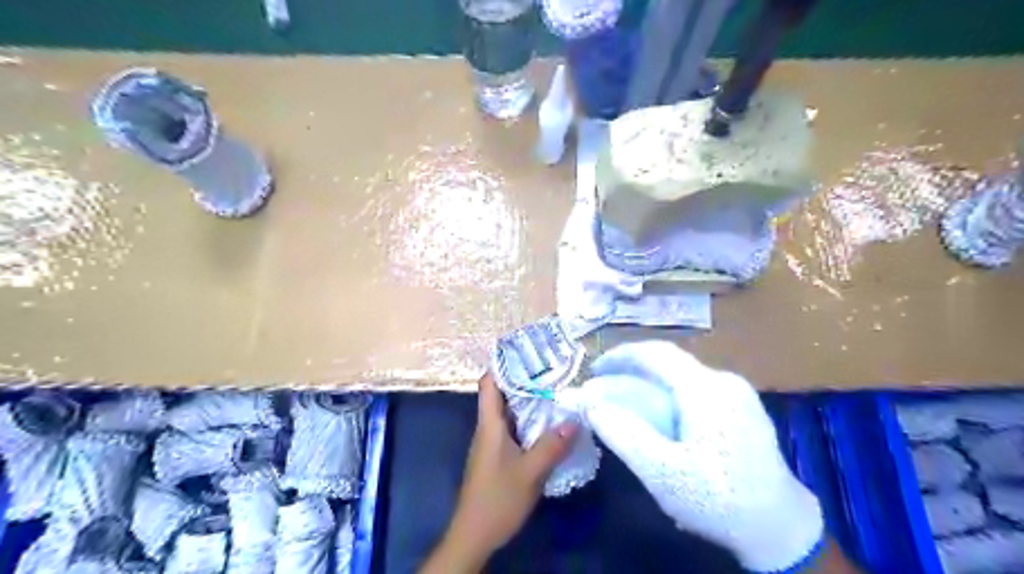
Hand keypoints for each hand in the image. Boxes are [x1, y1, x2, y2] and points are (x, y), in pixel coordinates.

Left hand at [419, 373, 579, 573]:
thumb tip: (574, 419)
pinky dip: (529, 421)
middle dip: (523, 379)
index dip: (502, 364)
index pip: (489, 384)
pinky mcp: (498, 457)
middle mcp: (488, 428)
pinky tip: (548, 424)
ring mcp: (492, 443)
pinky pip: (514, 429)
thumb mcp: (530, 472)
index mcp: (490, 424)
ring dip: (528, 401)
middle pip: (501, 395)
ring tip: (554, 390)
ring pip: (510, 413)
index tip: (525, 351)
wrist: (475, 534)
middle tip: (550, 368)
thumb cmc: (497, 498)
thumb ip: (551, 446)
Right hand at [568, 343, 822, 570]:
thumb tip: (592, 404)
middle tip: (604, 389)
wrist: (782, 530)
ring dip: (649, 384)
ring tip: (625, 403)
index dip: (621, 356)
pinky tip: (659, 417)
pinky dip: (668, 395)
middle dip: (632, 372)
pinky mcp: (742, 408)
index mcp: (706, 389)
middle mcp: (724, 381)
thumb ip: (624, 434)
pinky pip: (695, 389)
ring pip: (681, 376)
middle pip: (669, 363)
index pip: (656, 353)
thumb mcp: (663, 473)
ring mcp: (737, 393)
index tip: (594, 370)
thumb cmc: (719, 501)